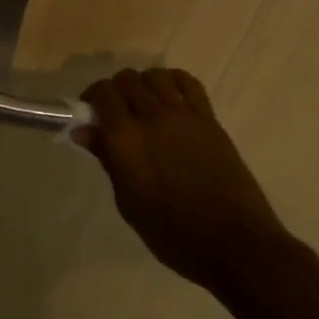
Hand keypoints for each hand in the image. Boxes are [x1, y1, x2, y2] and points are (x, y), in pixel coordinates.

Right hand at [78, 68, 290, 293]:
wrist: (234, 243)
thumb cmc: (173, 234)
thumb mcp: (129, 203)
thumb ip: (107, 160)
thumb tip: (84, 131)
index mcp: (127, 141)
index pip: (103, 94)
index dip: (92, 97)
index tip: (90, 114)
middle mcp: (153, 118)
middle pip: (127, 79)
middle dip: (115, 90)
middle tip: (114, 113)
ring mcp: (184, 115)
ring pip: (155, 75)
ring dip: (143, 84)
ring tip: (143, 106)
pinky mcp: (209, 118)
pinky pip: (188, 83)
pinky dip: (173, 82)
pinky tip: (170, 98)